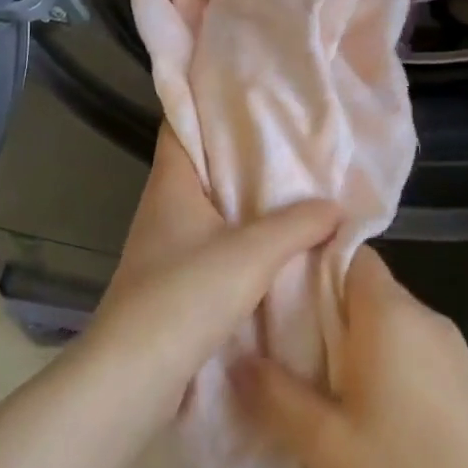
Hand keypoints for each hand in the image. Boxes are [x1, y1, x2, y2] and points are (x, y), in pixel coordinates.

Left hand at [85, 128, 337, 414]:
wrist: (133, 375)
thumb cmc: (185, 296)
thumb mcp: (251, 254)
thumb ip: (296, 224)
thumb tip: (334, 206)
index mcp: (171, 183)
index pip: (181, 122)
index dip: (209, 102)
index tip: (250, 91)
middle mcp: (163, 206)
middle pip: (203, 164)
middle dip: (242, 152)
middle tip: (291, 140)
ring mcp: (165, 245)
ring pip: (211, 207)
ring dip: (245, 200)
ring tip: (293, 188)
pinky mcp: (172, 280)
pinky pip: (213, 243)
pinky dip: (241, 238)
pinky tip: (275, 244)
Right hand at [232, 245, 467, 467]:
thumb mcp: (328, 445)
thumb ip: (275, 396)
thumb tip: (236, 358)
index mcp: (389, 313)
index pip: (348, 251)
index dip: (308, 262)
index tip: (270, 289)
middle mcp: (422, 315)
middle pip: (362, 286)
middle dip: (318, 307)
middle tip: (276, 341)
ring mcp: (449, 347)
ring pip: (384, 320)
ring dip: (347, 339)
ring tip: (308, 378)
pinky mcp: (463, 378)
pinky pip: (407, 348)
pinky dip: (376, 361)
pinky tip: (359, 407)